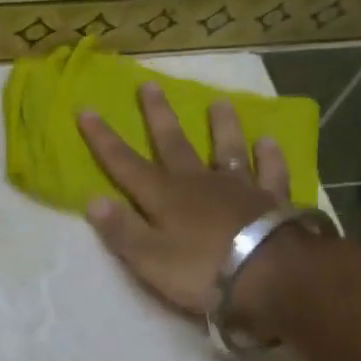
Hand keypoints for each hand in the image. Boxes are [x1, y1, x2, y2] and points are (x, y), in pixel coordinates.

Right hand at [79, 84, 298, 326]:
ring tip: (220, 101)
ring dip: (222, 126)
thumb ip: (121, 229)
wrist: (271, 276)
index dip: (103, 139)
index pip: (125, 164)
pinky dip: (270, 157)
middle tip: (149, 84)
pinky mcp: (273, 200)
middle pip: (174, 144)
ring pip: (227, 149)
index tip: (87, 109)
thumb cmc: (203, 271)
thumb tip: (92, 199)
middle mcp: (198, 183)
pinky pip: (271, 172)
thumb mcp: (149, 259)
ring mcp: (239, 188)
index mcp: (164, 197)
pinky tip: (269, 142)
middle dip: (158, 115)